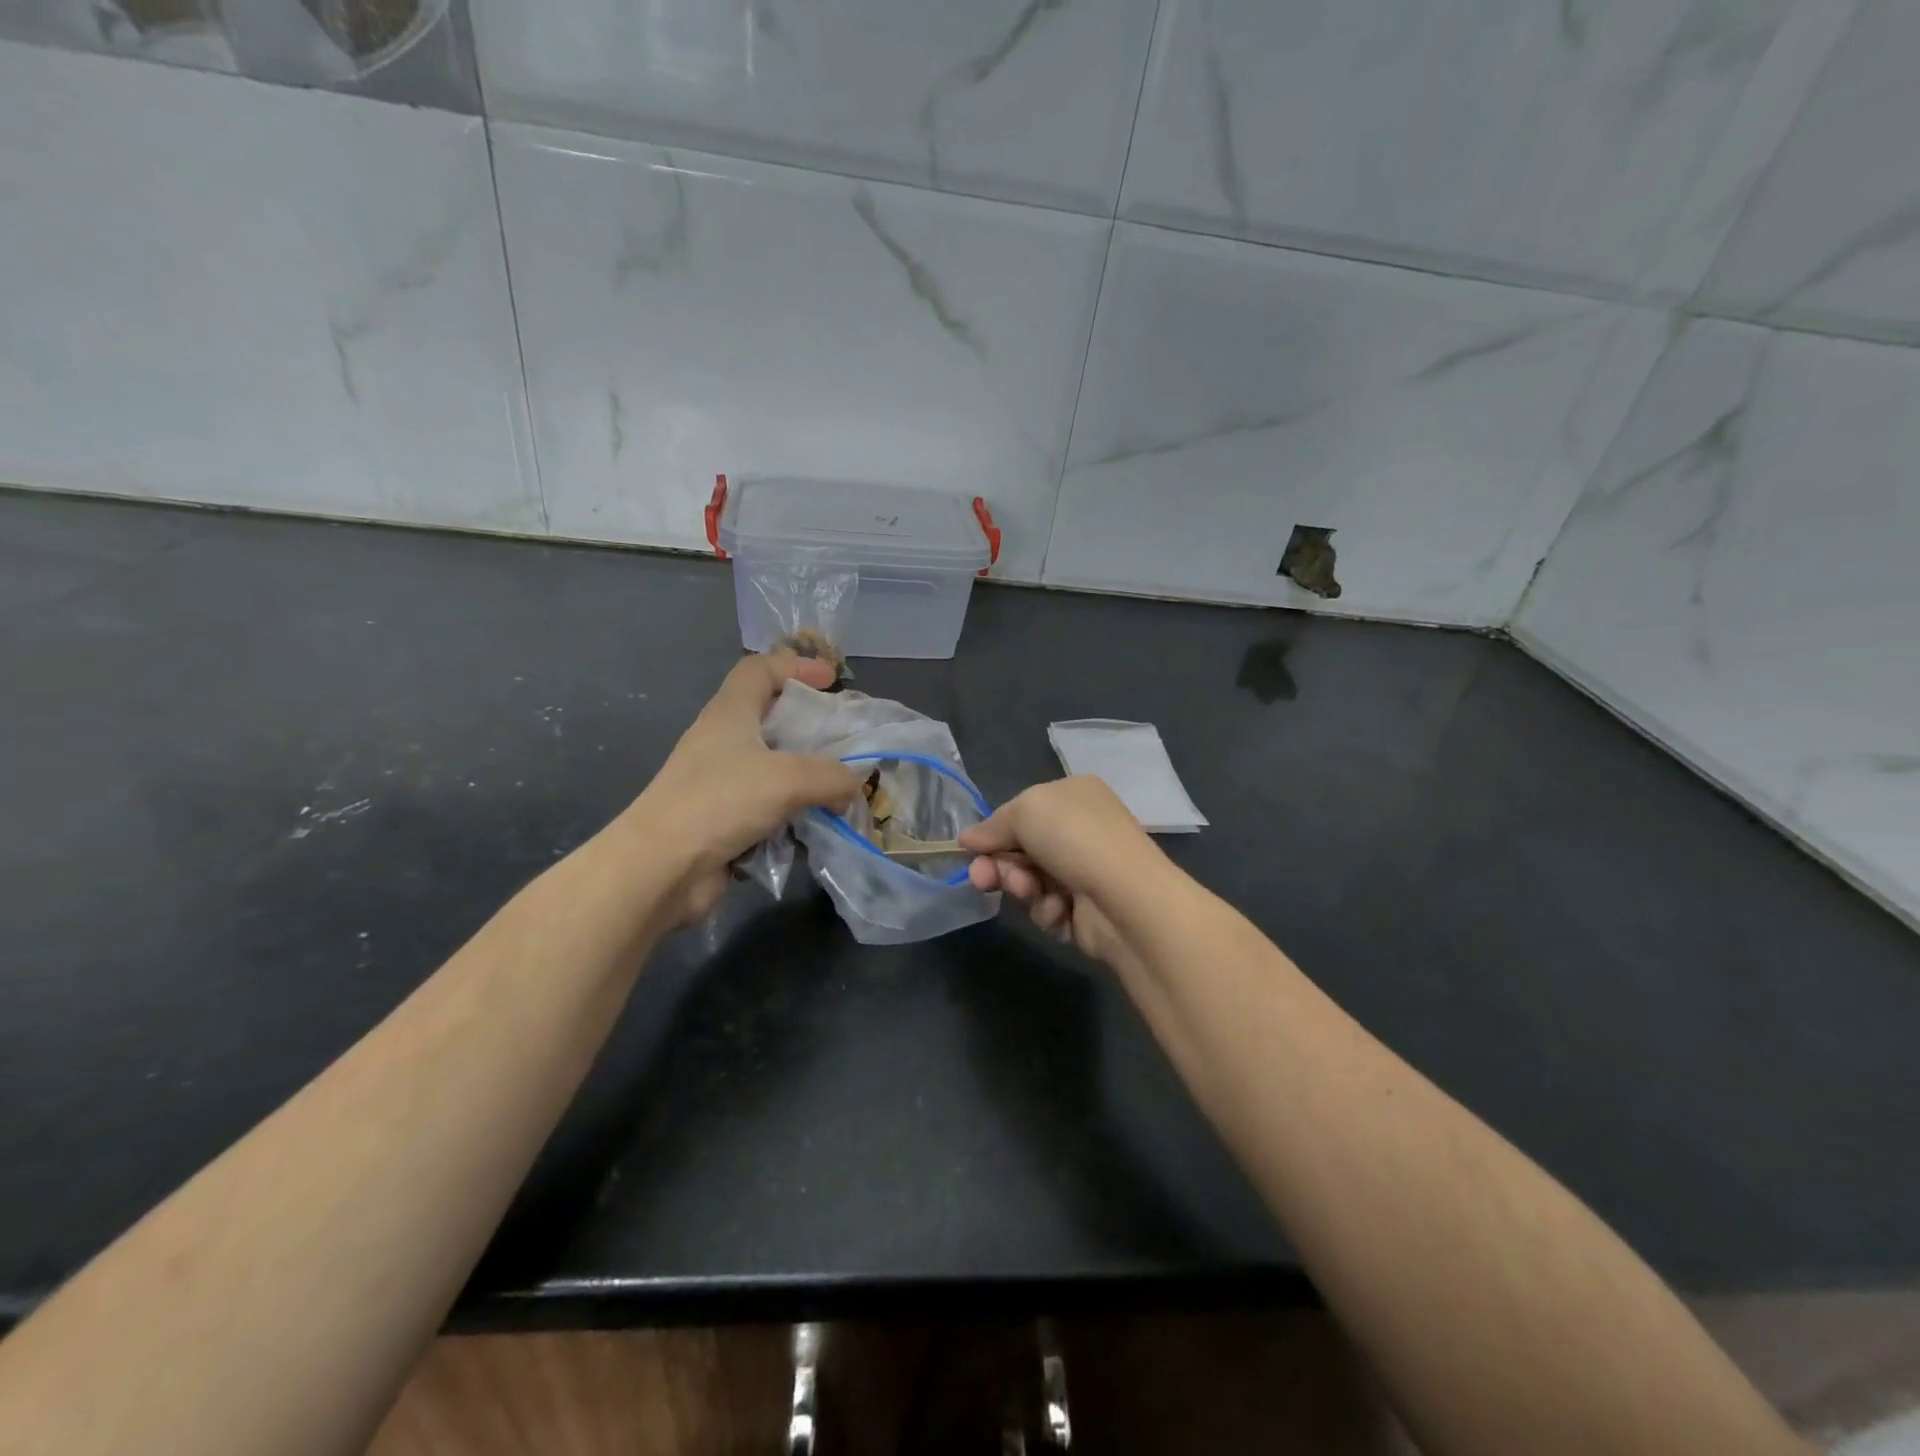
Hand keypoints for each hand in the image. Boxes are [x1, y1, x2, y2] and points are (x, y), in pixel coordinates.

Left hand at [627, 653, 864, 925]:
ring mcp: (720, 783)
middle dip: (810, 727)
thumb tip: (854, 783)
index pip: (760, 669)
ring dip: (807, 777)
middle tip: (845, 741)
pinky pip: (768, 808)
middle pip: (770, 718)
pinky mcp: (723, 821)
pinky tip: (816, 828)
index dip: (796, 666)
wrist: (661, 868)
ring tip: (842, 789)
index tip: (832, 681)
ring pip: (773, 768)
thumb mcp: (789, 778)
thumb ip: (832, 775)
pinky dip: (792, 814)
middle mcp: (723, 742)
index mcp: (730, 713)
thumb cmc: (721, 802)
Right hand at [961, 776, 1163, 964]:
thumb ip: (993, 824)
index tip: (972, 850)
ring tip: (1031, 892)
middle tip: (982, 879)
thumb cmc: (1075, 839)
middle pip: (1021, 849)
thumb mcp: (1026, 811)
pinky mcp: (1086, 910)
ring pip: (1030, 881)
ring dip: (1022, 888)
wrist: (1127, 899)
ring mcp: (1086, 870)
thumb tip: (967, 839)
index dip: (995, 831)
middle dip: (999, 865)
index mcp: (1073, 794)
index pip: (1022, 811)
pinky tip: (1060, 910)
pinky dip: (1047, 911)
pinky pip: (1048, 909)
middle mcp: (1081, 829)